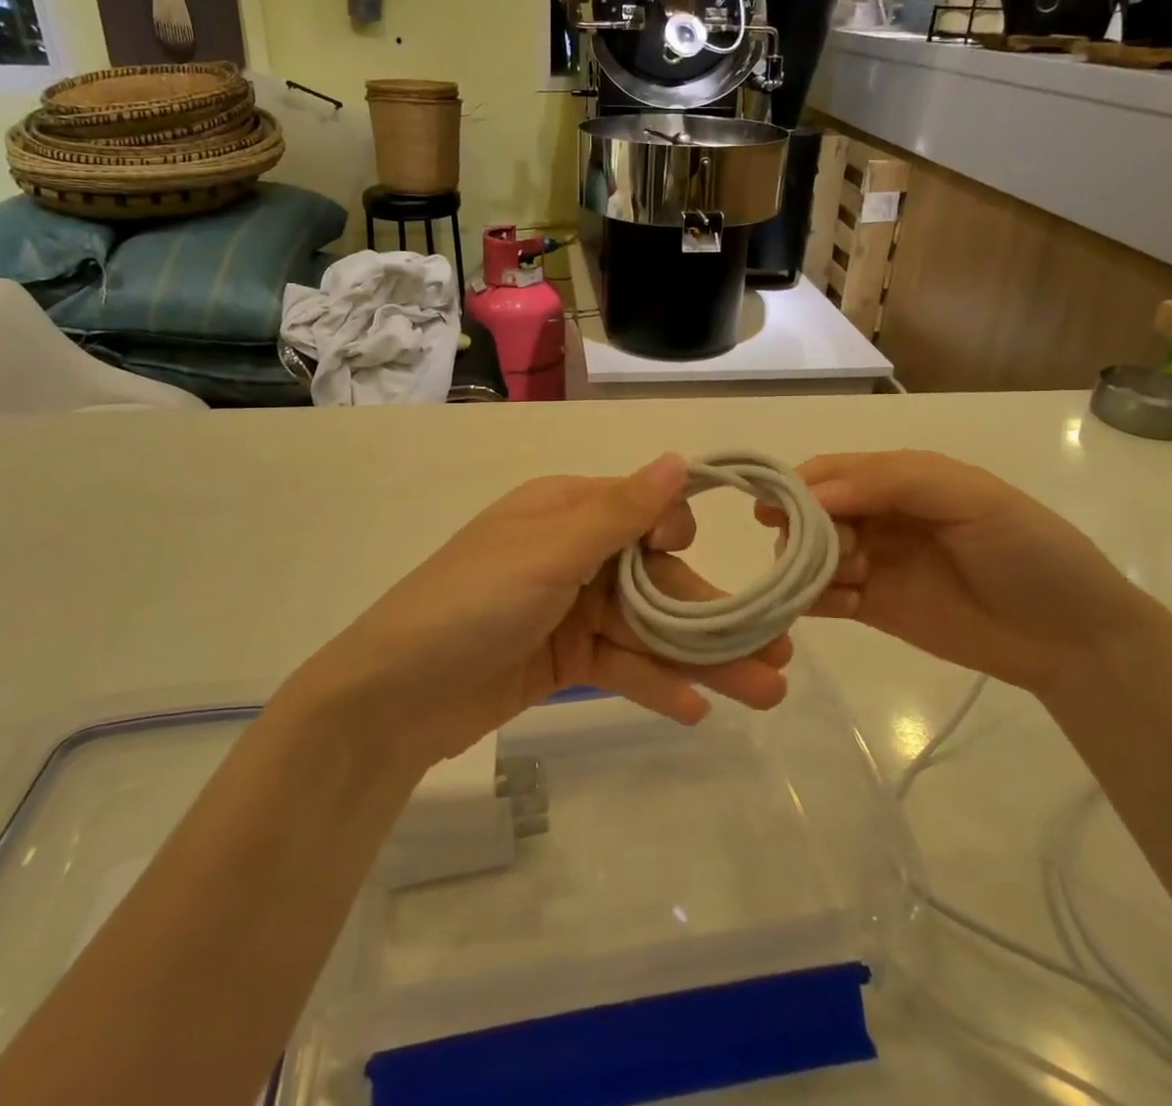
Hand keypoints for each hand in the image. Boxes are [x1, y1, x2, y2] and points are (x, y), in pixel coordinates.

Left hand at [302, 455, 790, 766]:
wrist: (392, 700)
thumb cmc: (472, 605)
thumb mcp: (548, 553)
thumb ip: (619, 512)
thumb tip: (680, 459)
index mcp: (565, 511)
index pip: (644, 513)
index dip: (678, 540)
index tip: (698, 567)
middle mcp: (573, 553)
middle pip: (656, 578)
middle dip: (712, 615)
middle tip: (779, 650)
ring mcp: (569, 609)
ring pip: (648, 628)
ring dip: (701, 658)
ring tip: (766, 691)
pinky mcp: (563, 660)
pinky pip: (621, 665)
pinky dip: (656, 684)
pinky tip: (697, 711)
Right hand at [761, 450, 1152, 695]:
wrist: (1075, 639)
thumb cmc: (1028, 552)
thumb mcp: (970, 497)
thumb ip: (891, 482)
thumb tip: (812, 496)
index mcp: (898, 478)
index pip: (830, 471)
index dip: (797, 486)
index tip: (774, 511)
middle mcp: (877, 515)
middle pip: (811, 513)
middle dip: (806, 530)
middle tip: (838, 553)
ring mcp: (872, 562)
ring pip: (810, 554)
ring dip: (811, 565)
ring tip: (853, 583)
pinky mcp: (872, 606)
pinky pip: (823, 597)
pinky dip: (816, 600)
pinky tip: (842, 607)